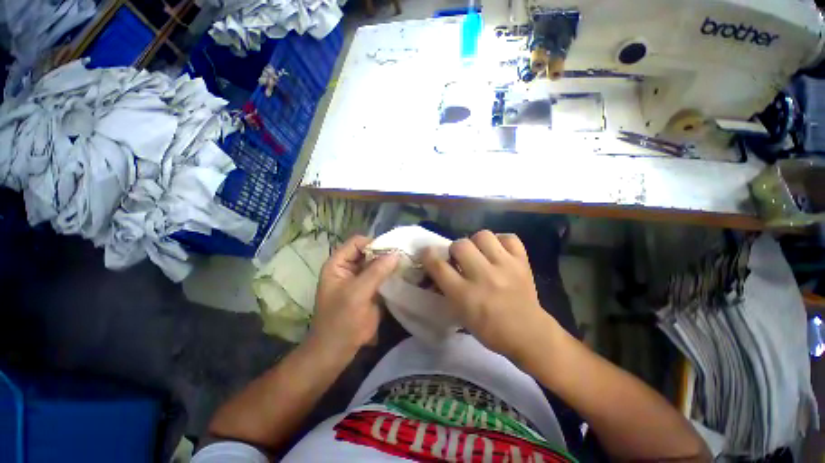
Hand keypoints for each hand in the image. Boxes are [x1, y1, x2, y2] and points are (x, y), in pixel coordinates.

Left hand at [311, 235, 398, 355]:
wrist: (338, 350)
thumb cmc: (340, 320)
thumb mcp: (356, 294)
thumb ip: (375, 272)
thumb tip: (396, 253)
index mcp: (339, 264)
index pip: (357, 242)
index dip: (373, 243)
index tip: (392, 250)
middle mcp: (350, 267)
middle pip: (369, 251)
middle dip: (385, 253)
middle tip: (405, 255)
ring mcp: (362, 279)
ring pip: (378, 263)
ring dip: (391, 263)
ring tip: (408, 262)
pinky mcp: (371, 289)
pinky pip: (383, 276)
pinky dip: (393, 274)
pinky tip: (405, 274)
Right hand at [422, 230, 555, 361]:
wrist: (529, 335)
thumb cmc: (489, 329)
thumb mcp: (461, 314)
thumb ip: (448, 288)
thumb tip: (439, 267)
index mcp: (465, 295)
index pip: (439, 266)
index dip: (428, 255)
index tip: (427, 252)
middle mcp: (484, 277)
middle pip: (460, 245)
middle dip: (455, 249)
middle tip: (461, 257)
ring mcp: (506, 267)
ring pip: (483, 236)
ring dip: (476, 242)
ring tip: (480, 252)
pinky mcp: (522, 262)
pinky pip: (509, 237)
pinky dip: (501, 241)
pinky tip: (499, 252)